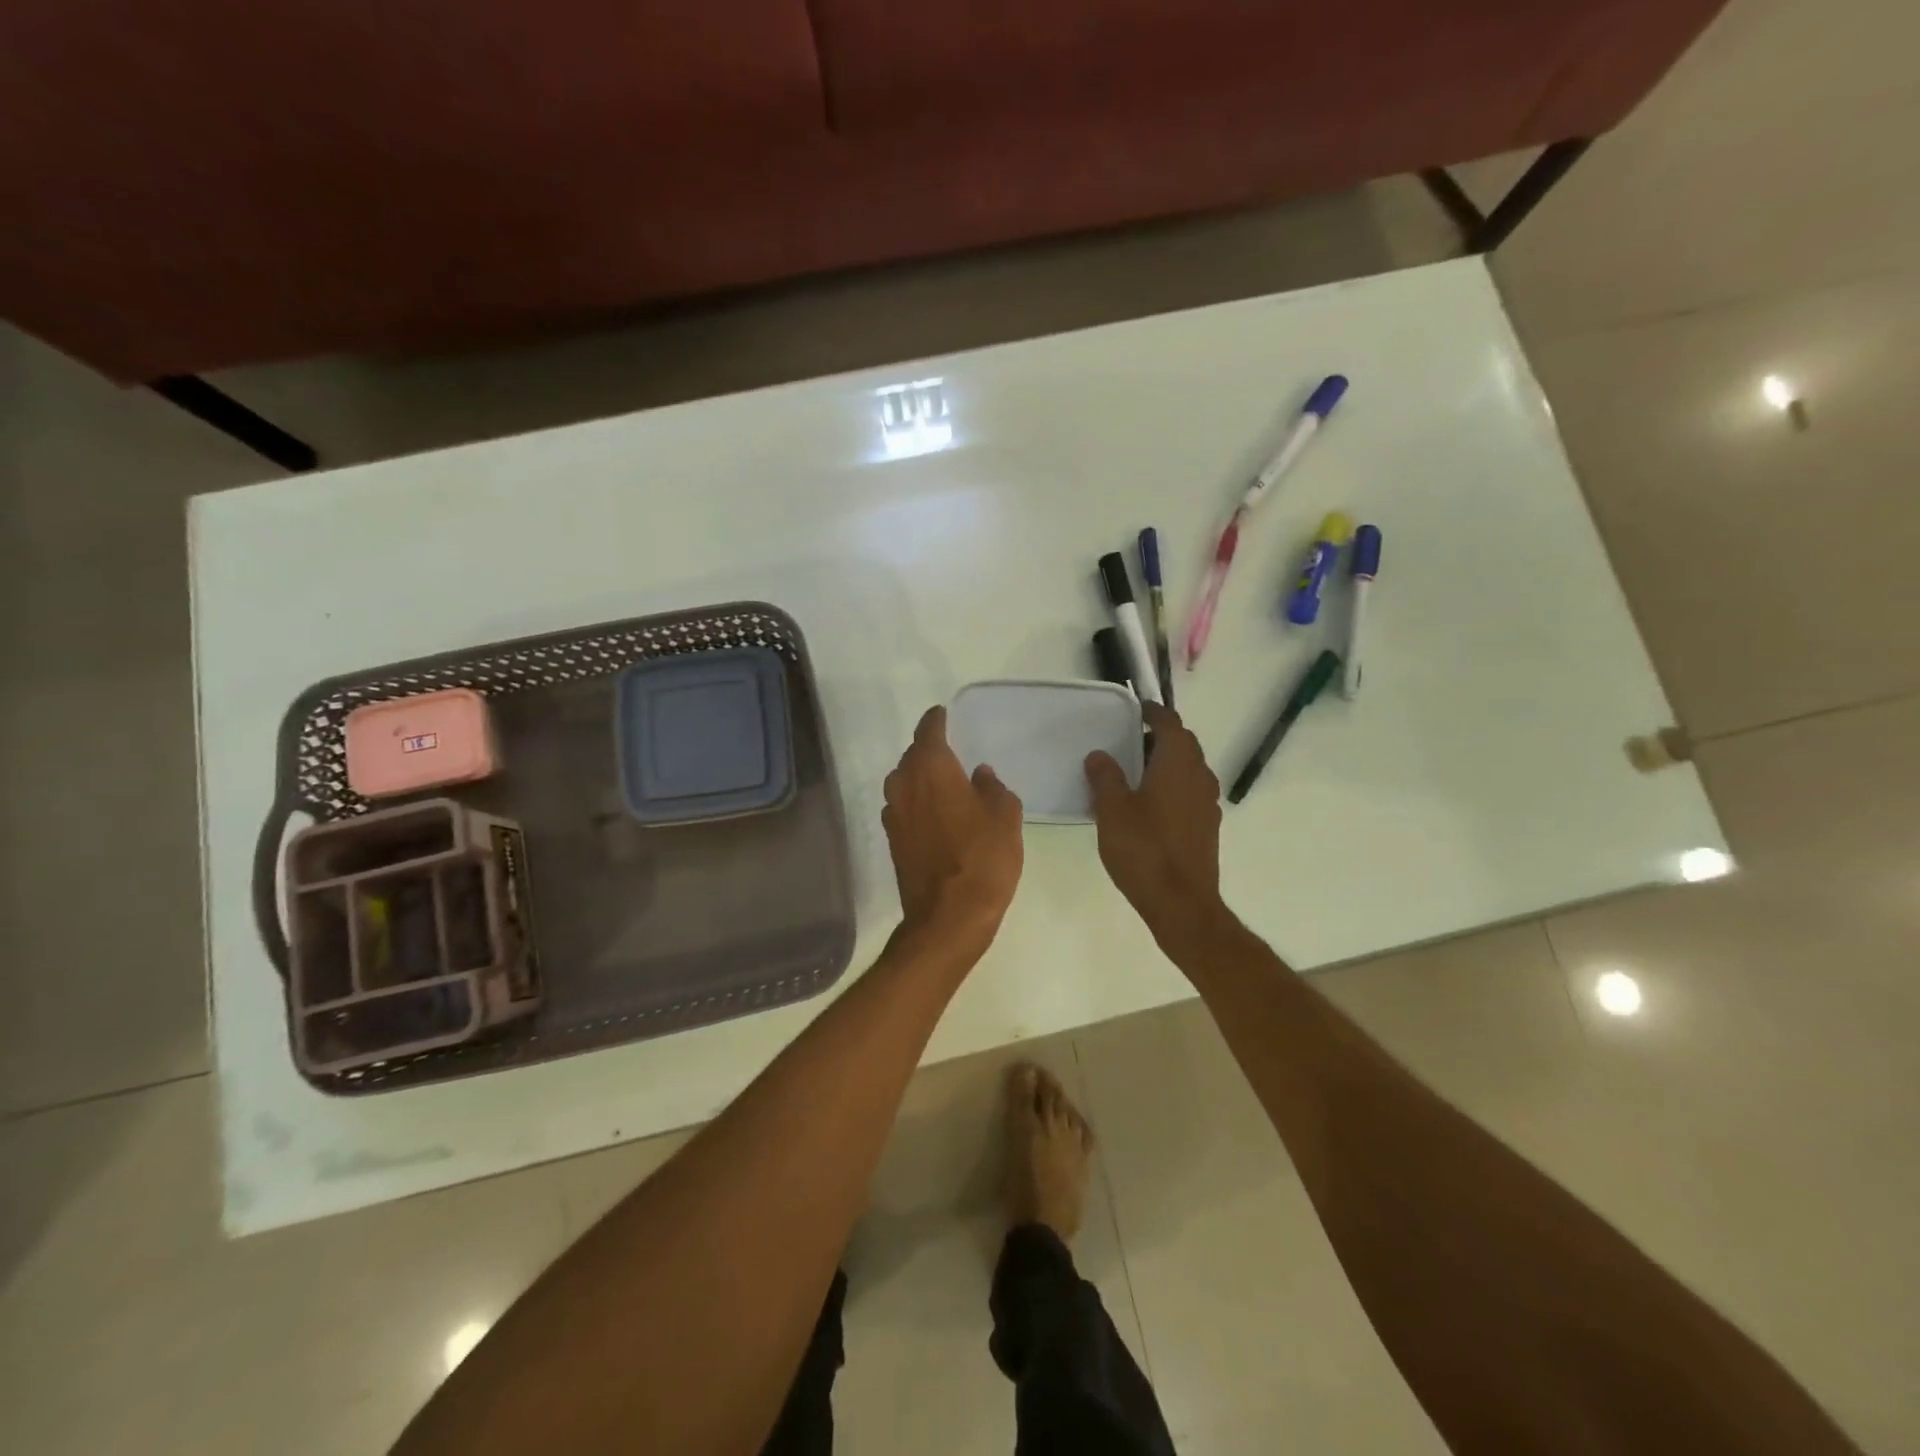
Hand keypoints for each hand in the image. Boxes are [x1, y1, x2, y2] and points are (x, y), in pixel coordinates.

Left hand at [882, 706, 1023, 959]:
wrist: (948, 918)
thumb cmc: (983, 859)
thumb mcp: (1005, 818)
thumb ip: (993, 788)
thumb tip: (980, 775)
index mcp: (932, 769)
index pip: (928, 731)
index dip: (936, 720)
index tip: (943, 714)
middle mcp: (905, 785)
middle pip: (911, 756)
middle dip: (928, 750)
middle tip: (950, 751)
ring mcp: (894, 815)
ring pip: (903, 782)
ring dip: (919, 778)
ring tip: (943, 782)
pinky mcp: (892, 841)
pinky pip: (903, 808)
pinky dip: (916, 804)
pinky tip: (934, 814)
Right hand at [1085, 703, 1224, 945]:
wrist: (1181, 903)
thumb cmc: (1144, 850)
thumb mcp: (1112, 810)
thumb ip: (1105, 778)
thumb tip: (1099, 755)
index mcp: (1177, 764)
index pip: (1170, 723)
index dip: (1153, 712)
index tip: (1136, 709)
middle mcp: (1199, 776)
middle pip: (1183, 744)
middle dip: (1160, 737)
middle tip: (1129, 741)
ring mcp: (1208, 803)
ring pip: (1189, 769)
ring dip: (1167, 763)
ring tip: (1136, 773)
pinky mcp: (1207, 826)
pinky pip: (1190, 792)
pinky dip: (1173, 786)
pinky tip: (1150, 805)